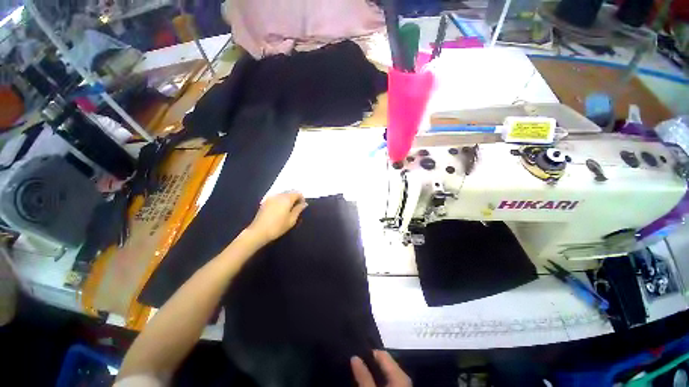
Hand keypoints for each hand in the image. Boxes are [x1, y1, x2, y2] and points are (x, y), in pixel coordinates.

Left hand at [245, 191, 307, 244]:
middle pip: (290, 192)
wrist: (258, 232)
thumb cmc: (278, 227)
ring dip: (288, 199)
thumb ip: (298, 209)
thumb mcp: (292, 220)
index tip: (302, 207)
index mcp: (287, 198)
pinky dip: (281, 201)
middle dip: (295, 198)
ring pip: (283, 194)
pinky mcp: (265, 201)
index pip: (298, 193)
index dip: (302, 199)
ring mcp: (271, 197)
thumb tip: (304, 204)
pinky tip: (280, 210)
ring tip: (288, 209)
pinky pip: (277, 197)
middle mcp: (279, 195)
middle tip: (296, 208)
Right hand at [351, 350, 411, 386]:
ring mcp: (403, 383)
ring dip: (374, 369)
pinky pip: (388, 378)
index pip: (382, 353)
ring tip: (360, 368)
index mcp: (399, 373)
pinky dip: (379, 377)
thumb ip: (364, 376)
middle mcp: (403, 374)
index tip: (355, 350)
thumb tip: (354, 356)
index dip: (368, 351)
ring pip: (386, 371)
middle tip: (356, 359)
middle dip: (370, 360)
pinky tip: (370, 378)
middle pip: (384, 361)